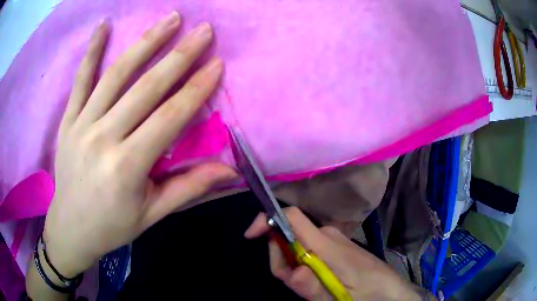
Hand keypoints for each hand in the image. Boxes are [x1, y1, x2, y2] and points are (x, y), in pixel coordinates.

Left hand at [44, 12, 235, 276]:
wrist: (70, 228)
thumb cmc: (112, 226)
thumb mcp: (152, 214)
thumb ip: (189, 188)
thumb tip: (230, 171)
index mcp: (127, 166)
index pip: (169, 118)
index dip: (196, 89)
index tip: (217, 63)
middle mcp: (103, 138)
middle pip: (146, 88)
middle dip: (179, 55)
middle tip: (204, 30)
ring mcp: (81, 125)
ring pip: (116, 75)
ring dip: (146, 43)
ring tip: (171, 18)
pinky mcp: (68, 120)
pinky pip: (80, 80)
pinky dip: (92, 50)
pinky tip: (104, 25)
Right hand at [245, 207, 421, 300]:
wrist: (392, 292)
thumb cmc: (368, 293)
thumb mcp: (338, 297)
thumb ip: (313, 288)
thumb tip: (291, 272)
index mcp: (326, 243)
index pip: (292, 216)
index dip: (267, 219)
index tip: (251, 236)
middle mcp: (328, 235)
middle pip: (289, 233)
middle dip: (280, 257)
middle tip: (293, 282)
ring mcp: (334, 240)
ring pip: (298, 244)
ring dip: (292, 264)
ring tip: (309, 287)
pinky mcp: (338, 247)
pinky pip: (310, 249)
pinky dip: (303, 263)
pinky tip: (317, 280)